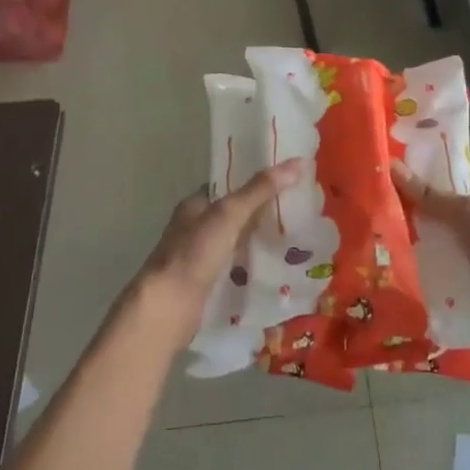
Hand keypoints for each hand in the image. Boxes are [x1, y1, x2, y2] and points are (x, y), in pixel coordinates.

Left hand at [131, 161, 301, 347]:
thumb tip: (298, 162)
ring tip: (297, 236)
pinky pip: (237, 267)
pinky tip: (278, 267)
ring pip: (237, 241)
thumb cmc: (195, 253)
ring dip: (260, 239)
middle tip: (300, 208)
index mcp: (195, 205)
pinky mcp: (208, 283)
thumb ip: (260, 189)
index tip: (287, 179)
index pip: (228, 185)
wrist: (169, 307)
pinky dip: (254, 265)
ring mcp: (200, 257)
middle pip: (235, 214)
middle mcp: (195, 228)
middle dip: (262, 212)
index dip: (255, 180)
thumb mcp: (230, 214)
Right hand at [390, 160, 469, 343]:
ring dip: (416, 254)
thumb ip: (429, 195)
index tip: (384, 189)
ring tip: (376, 250)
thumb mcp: (465, 213)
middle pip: (437, 224)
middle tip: (372, 222)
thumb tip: (390, 165)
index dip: (417, 190)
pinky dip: (425, 278)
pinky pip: (440, 278)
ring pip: (437, 252)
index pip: (444, 192)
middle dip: (412, 225)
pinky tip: (397, 277)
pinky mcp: (469, 287)